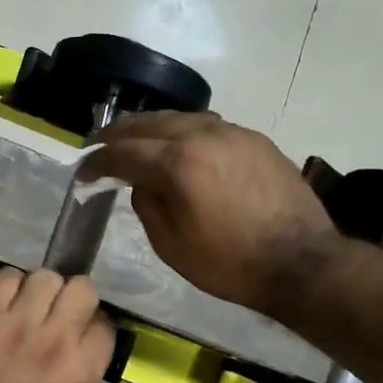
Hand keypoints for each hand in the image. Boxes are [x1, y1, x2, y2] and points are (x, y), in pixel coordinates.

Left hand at [0, 268, 114, 382]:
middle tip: (57, 308)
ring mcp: (20, 323)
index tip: (81, 331)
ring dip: (39, 287)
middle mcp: (58, 339)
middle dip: (72, 295)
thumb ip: (73, 375)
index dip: (92, 325)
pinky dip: (7, 284)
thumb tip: (70, 353)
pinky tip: (2, 300)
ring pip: (45, 277)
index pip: (105, 325)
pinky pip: (5, 278)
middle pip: (82, 289)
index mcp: (83, 371)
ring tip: (28, 301)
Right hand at [80, 111, 338, 312]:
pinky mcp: (255, 140)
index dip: (97, 162)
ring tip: (135, 141)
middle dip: (118, 134)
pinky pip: (208, 126)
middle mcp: (203, 135)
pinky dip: (183, 132)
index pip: (124, 153)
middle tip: (98, 145)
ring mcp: (233, 133)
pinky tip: (179, 146)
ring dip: (151, 128)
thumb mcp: (171, 246)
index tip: (82, 174)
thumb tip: (141, 183)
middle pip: (149, 123)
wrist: (300, 262)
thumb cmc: (229, 263)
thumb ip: (147, 206)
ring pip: (180, 118)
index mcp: (178, 163)